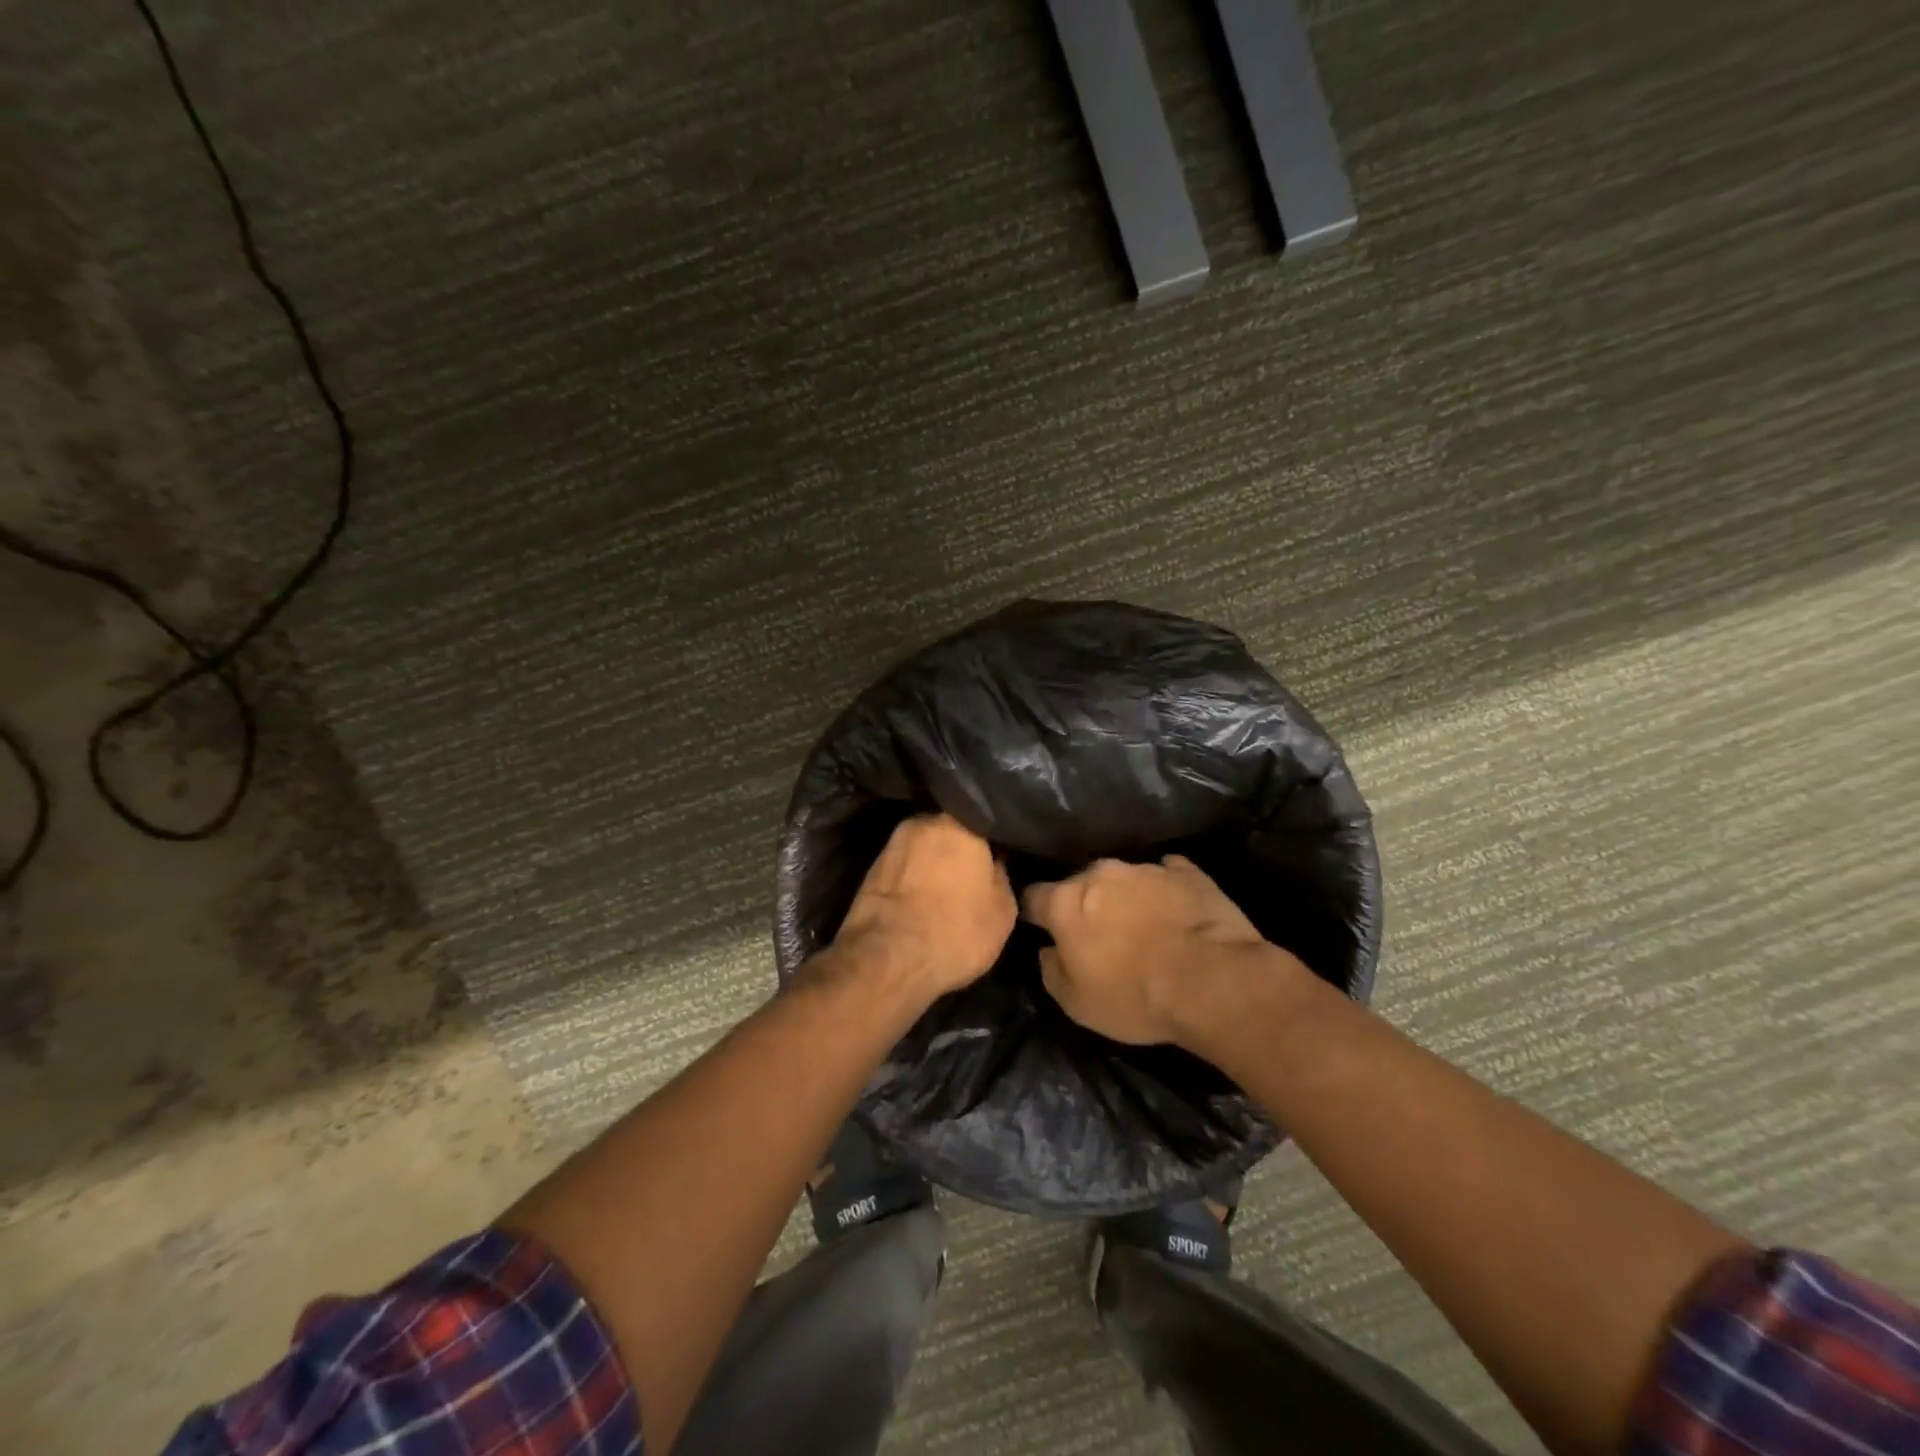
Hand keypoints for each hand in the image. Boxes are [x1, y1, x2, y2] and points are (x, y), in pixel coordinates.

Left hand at [835, 814, 1016, 1002]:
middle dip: (958, 849)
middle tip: (972, 874)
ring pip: (922, 850)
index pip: (983, 819)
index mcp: (957, 822)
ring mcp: (891, 845)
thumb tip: (994, 863)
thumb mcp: (1002, 912)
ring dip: (932, 865)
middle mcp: (921, 822)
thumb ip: (1001, 876)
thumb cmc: (955, 930)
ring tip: (945, 892)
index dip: (993, 840)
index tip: (1000, 856)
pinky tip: (920, 902)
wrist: (886, 960)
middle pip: (948, 831)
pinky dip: (912, 881)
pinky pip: (903, 869)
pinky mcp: (869, 870)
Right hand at [1022, 855, 1291, 1046]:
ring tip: (1143, 927)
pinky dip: (1164, 892)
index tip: (1040, 930)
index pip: (1033, 896)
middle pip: (1080, 884)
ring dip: (1125, 898)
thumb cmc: (1136, 997)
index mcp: (1066, 901)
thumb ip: (1051, 970)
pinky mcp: (1188, 872)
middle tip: (1097, 935)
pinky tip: (1175, 914)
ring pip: (1123, 879)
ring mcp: (1146, 868)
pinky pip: (1166, 876)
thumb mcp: (1076, 1003)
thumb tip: (1049, 950)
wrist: (1214, 982)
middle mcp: (1100, 873)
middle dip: (1083, 905)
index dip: (1034, 914)